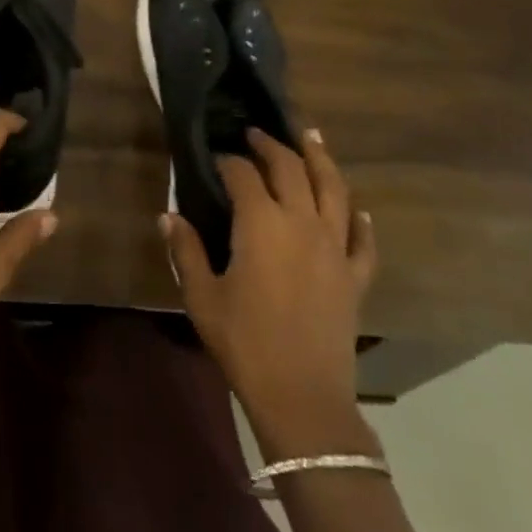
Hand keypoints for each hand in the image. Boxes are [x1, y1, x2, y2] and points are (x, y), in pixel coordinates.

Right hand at [163, 126, 376, 456]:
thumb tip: (168, 216)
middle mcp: (302, 223)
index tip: (215, 156)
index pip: (243, 175)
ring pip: (334, 189)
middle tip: (256, 133)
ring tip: (312, 136)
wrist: (302, 398)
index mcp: (262, 223)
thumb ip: (185, 251)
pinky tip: (358, 209)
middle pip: (291, 169)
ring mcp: (335, 248)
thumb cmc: (245, 344)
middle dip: (271, 146)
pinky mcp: (355, 276)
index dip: (228, 161)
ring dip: (321, 159)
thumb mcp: (203, 297)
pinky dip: (361, 221)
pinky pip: (363, 241)